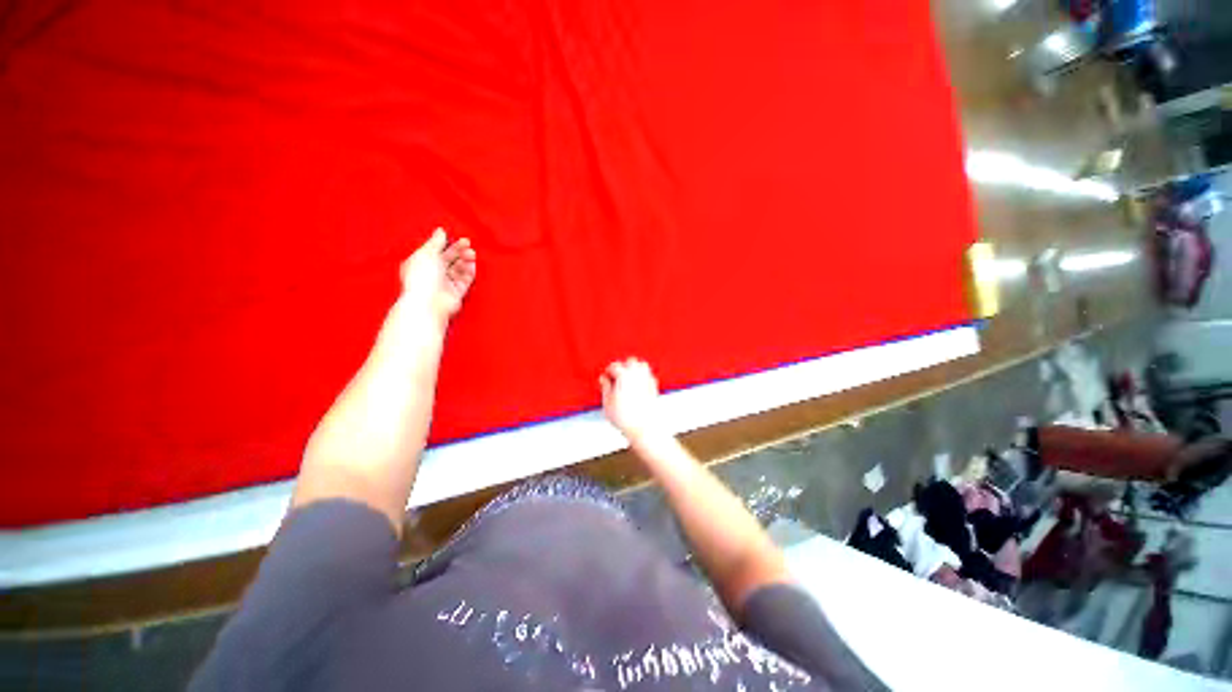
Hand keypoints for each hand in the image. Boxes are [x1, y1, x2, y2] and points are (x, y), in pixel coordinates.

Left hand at [399, 228, 476, 323]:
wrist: (429, 302)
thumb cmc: (422, 279)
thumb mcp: (427, 253)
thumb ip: (435, 241)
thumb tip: (440, 231)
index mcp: (421, 262)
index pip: (436, 250)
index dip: (447, 244)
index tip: (458, 238)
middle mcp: (432, 273)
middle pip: (449, 259)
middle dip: (459, 251)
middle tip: (468, 245)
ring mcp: (444, 283)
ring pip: (458, 269)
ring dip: (465, 261)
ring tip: (471, 254)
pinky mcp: (455, 292)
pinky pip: (465, 280)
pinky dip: (469, 272)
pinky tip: (472, 265)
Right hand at [600, 358, 665, 443]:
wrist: (643, 428)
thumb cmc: (625, 418)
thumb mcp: (607, 403)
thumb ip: (605, 388)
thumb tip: (604, 379)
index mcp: (623, 376)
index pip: (614, 366)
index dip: (609, 371)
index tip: (606, 377)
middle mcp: (637, 375)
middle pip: (630, 361)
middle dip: (623, 366)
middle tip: (617, 376)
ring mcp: (647, 380)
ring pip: (642, 365)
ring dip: (635, 368)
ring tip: (628, 378)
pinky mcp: (654, 387)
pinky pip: (650, 375)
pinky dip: (644, 376)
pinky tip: (639, 385)